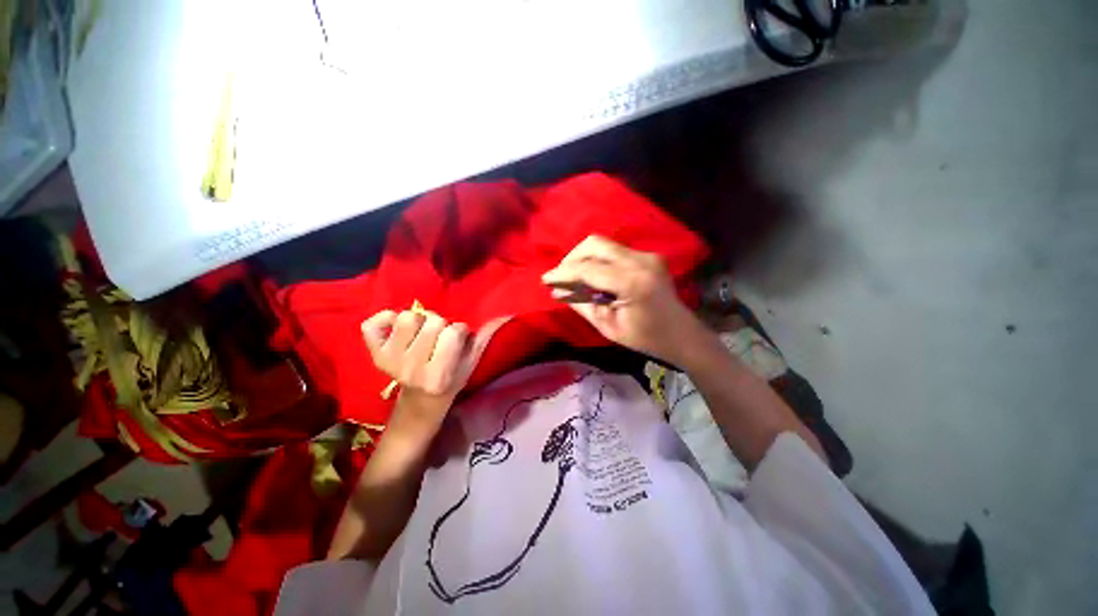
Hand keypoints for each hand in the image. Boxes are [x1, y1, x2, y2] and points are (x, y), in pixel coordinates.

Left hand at [361, 309, 474, 436]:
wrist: (418, 404)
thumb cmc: (450, 384)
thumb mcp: (470, 365)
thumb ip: (485, 339)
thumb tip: (506, 315)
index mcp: (439, 374)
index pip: (454, 331)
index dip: (459, 332)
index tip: (457, 343)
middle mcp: (411, 368)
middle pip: (432, 321)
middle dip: (441, 326)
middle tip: (439, 339)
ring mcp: (388, 361)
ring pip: (407, 317)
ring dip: (419, 322)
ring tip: (421, 334)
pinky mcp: (373, 354)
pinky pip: (373, 324)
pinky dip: (385, 319)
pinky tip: (396, 328)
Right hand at [542, 235, 709, 365]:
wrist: (683, 335)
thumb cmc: (646, 338)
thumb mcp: (608, 327)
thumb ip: (581, 304)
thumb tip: (557, 291)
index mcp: (632, 282)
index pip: (588, 268)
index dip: (563, 272)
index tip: (545, 280)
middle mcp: (641, 260)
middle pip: (595, 244)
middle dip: (572, 258)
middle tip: (561, 277)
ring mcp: (647, 255)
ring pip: (603, 244)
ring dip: (583, 257)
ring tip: (574, 277)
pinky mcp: (649, 255)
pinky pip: (614, 251)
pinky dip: (597, 260)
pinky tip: (593, 276)